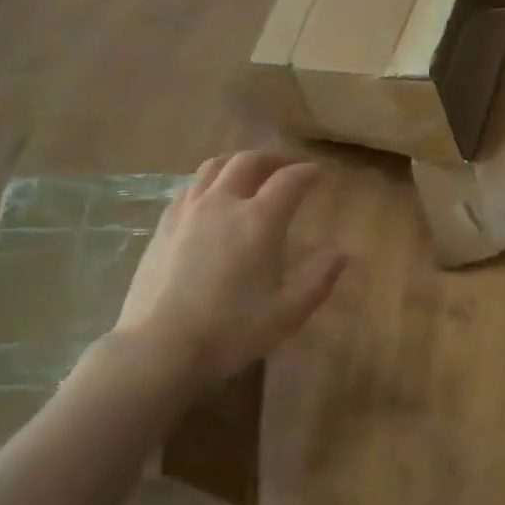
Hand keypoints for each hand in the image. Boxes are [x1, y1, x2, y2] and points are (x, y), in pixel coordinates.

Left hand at [111, 151, 347, 389]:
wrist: (161, 345)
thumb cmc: (231, 330)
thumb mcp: (286, 313)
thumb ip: (318, 280)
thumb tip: (343, 253)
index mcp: (258, 220)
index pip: (288, 180)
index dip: (306, 172)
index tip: (318, 173)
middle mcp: (223, 202)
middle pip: (248, 161)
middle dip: (272, 159)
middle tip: (285, 168)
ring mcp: (189, 210)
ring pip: (214, 166)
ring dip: (236, 162)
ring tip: (247, 173)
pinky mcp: (164, 223)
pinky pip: (190, 187)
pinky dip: (208, 181)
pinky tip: (209, 198)